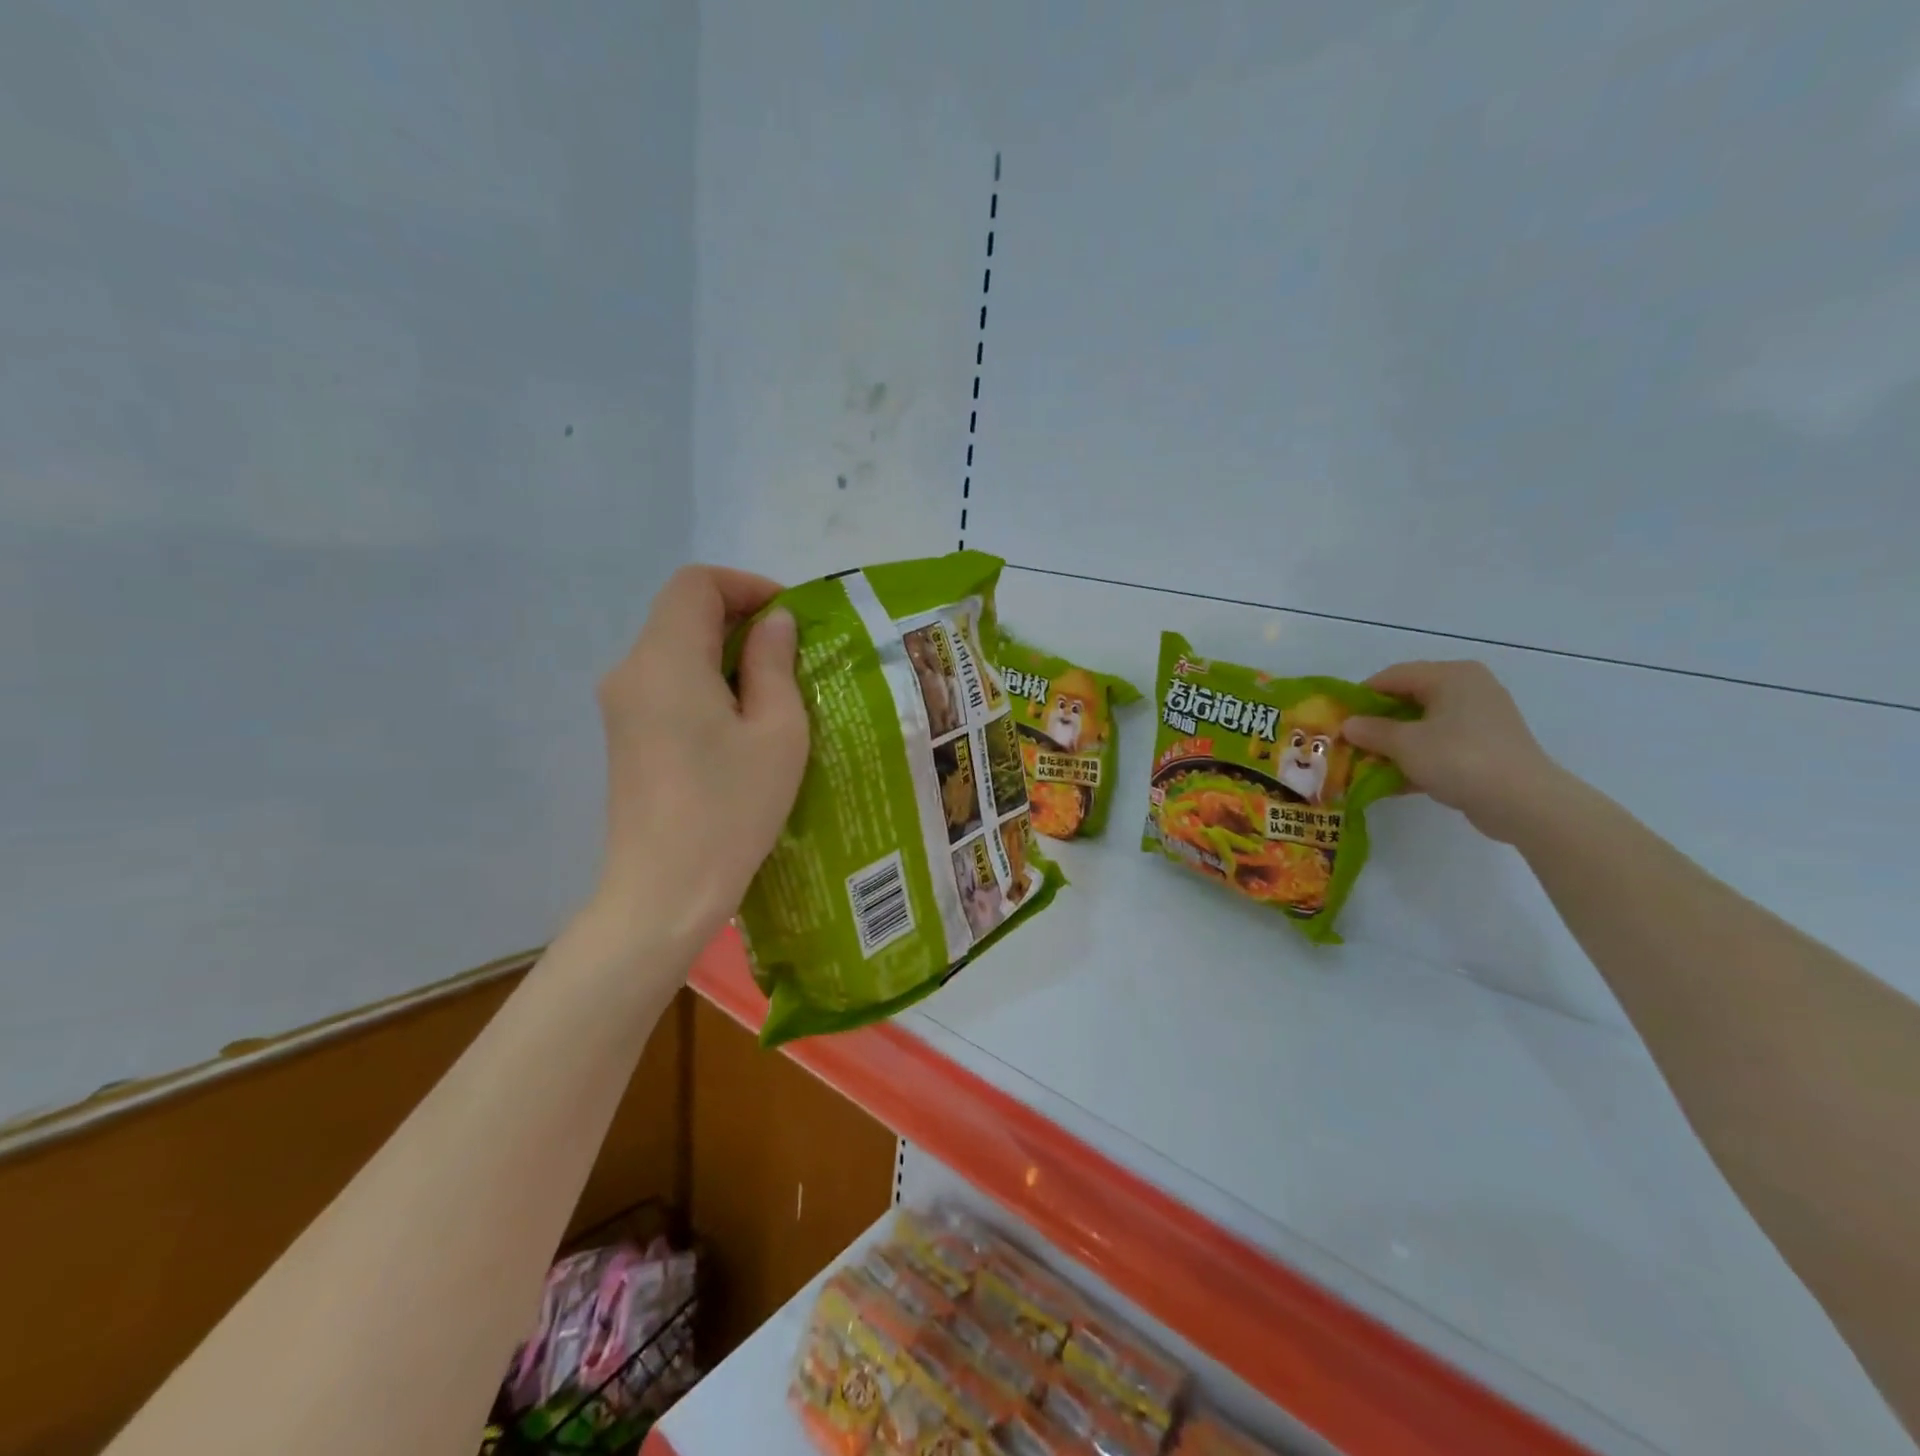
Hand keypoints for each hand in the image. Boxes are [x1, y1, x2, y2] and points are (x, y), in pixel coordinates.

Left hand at [592, 566, 808, 947]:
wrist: (664, 891)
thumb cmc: (731, 809)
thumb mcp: (776, 732)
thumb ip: (774, 664)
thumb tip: (774, 622)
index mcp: (666, 660)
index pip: (696, 583)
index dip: (746, 586)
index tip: (790, 618)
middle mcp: (631, 671)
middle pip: (682, 613)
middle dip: (741, 619)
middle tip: (794, 655)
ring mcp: (621, 706)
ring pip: (675, 649)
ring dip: (726, 653)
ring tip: (776, 692)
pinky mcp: (626, 735)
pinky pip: (667, 684)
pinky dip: (706, 682)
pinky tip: (741, 723)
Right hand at [1342, 660, 1566, 843]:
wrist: (1523, 802)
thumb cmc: (1458, 759)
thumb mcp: (1404, 744)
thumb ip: (1371, 731)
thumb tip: (1348, 725)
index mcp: (1451, 676)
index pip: (1393, 676)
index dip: (1361, 696)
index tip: (1338, 718)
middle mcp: (1469, 688)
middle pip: (1409, 699)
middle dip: (1378, 722)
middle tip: (1351, 741)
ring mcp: (1481, 718)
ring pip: (1424, 724)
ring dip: (1395, 743)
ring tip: (1368, 763)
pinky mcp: (1487, 746)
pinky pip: (1441, 744)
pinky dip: (1418, 757)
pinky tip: (1395, 780)